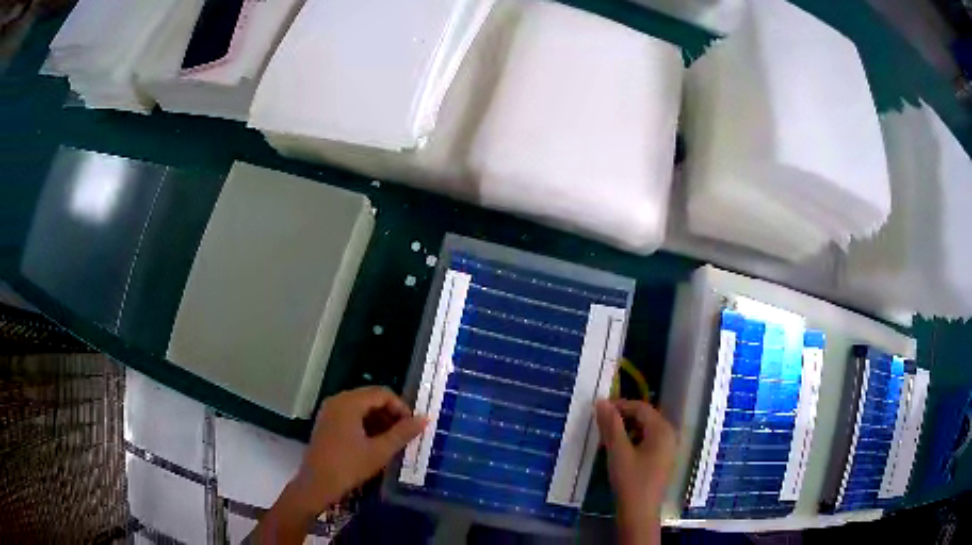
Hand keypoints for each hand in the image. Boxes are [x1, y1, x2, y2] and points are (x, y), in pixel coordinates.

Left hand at [287, 386, 426, 515]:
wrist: (317, 485)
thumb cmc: (349, 466)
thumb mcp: (380, 451)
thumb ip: (403, 433)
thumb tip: (424, 419)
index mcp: (349, 402)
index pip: (382, 393)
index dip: (401, 407)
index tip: (413, 427)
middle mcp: (337, 401)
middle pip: (371, 398)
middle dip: (391, 414)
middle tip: (405, 434)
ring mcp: (330, 412)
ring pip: (361, 408)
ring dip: (380, 420)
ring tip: (393, 441)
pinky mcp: (327, 424)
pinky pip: (351, 416)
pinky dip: (366, 425)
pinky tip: (375, 443)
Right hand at [596, 399, 675, 544]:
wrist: (640, 513)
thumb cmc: (630, 481)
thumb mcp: (618, 452)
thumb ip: (611, 426)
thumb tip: (602, 402)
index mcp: (662, 430)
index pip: (641, 408)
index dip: (620, 405)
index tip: (599, 409)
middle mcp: (670, 435)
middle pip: (645, 417)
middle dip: (623, 417)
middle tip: (601, 423)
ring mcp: (668, 448)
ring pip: (646, 430)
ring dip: (627, 429)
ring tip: (607, 436)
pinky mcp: (663, 460)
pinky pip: (649, 441)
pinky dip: (633, 440)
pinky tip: (620, 450)